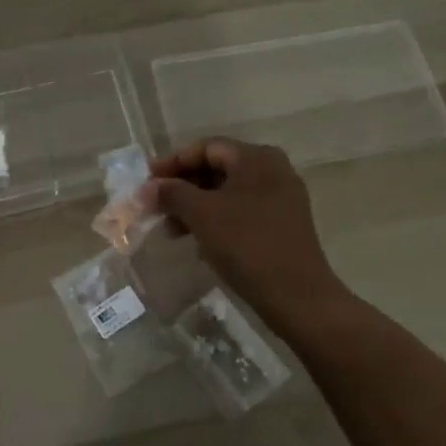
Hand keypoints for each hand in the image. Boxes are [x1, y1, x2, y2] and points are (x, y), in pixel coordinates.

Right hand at [139, 138, 343, 320]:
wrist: (298, 297)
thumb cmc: (247, 245)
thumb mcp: (202, 215)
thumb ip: (172, 193)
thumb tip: (148, 188)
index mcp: (257, 158)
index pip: (206, 148)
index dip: (173, 162)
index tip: (147, 182)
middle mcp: (273, 170)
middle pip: (217, 169)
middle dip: (183, 188)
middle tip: (156, 207)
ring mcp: (281, 198)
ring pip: (228, 193)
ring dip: (196, 207)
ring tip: (172, 230)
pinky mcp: (283, 224)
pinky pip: (242, 212)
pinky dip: (217, 220)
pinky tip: (199, 242)